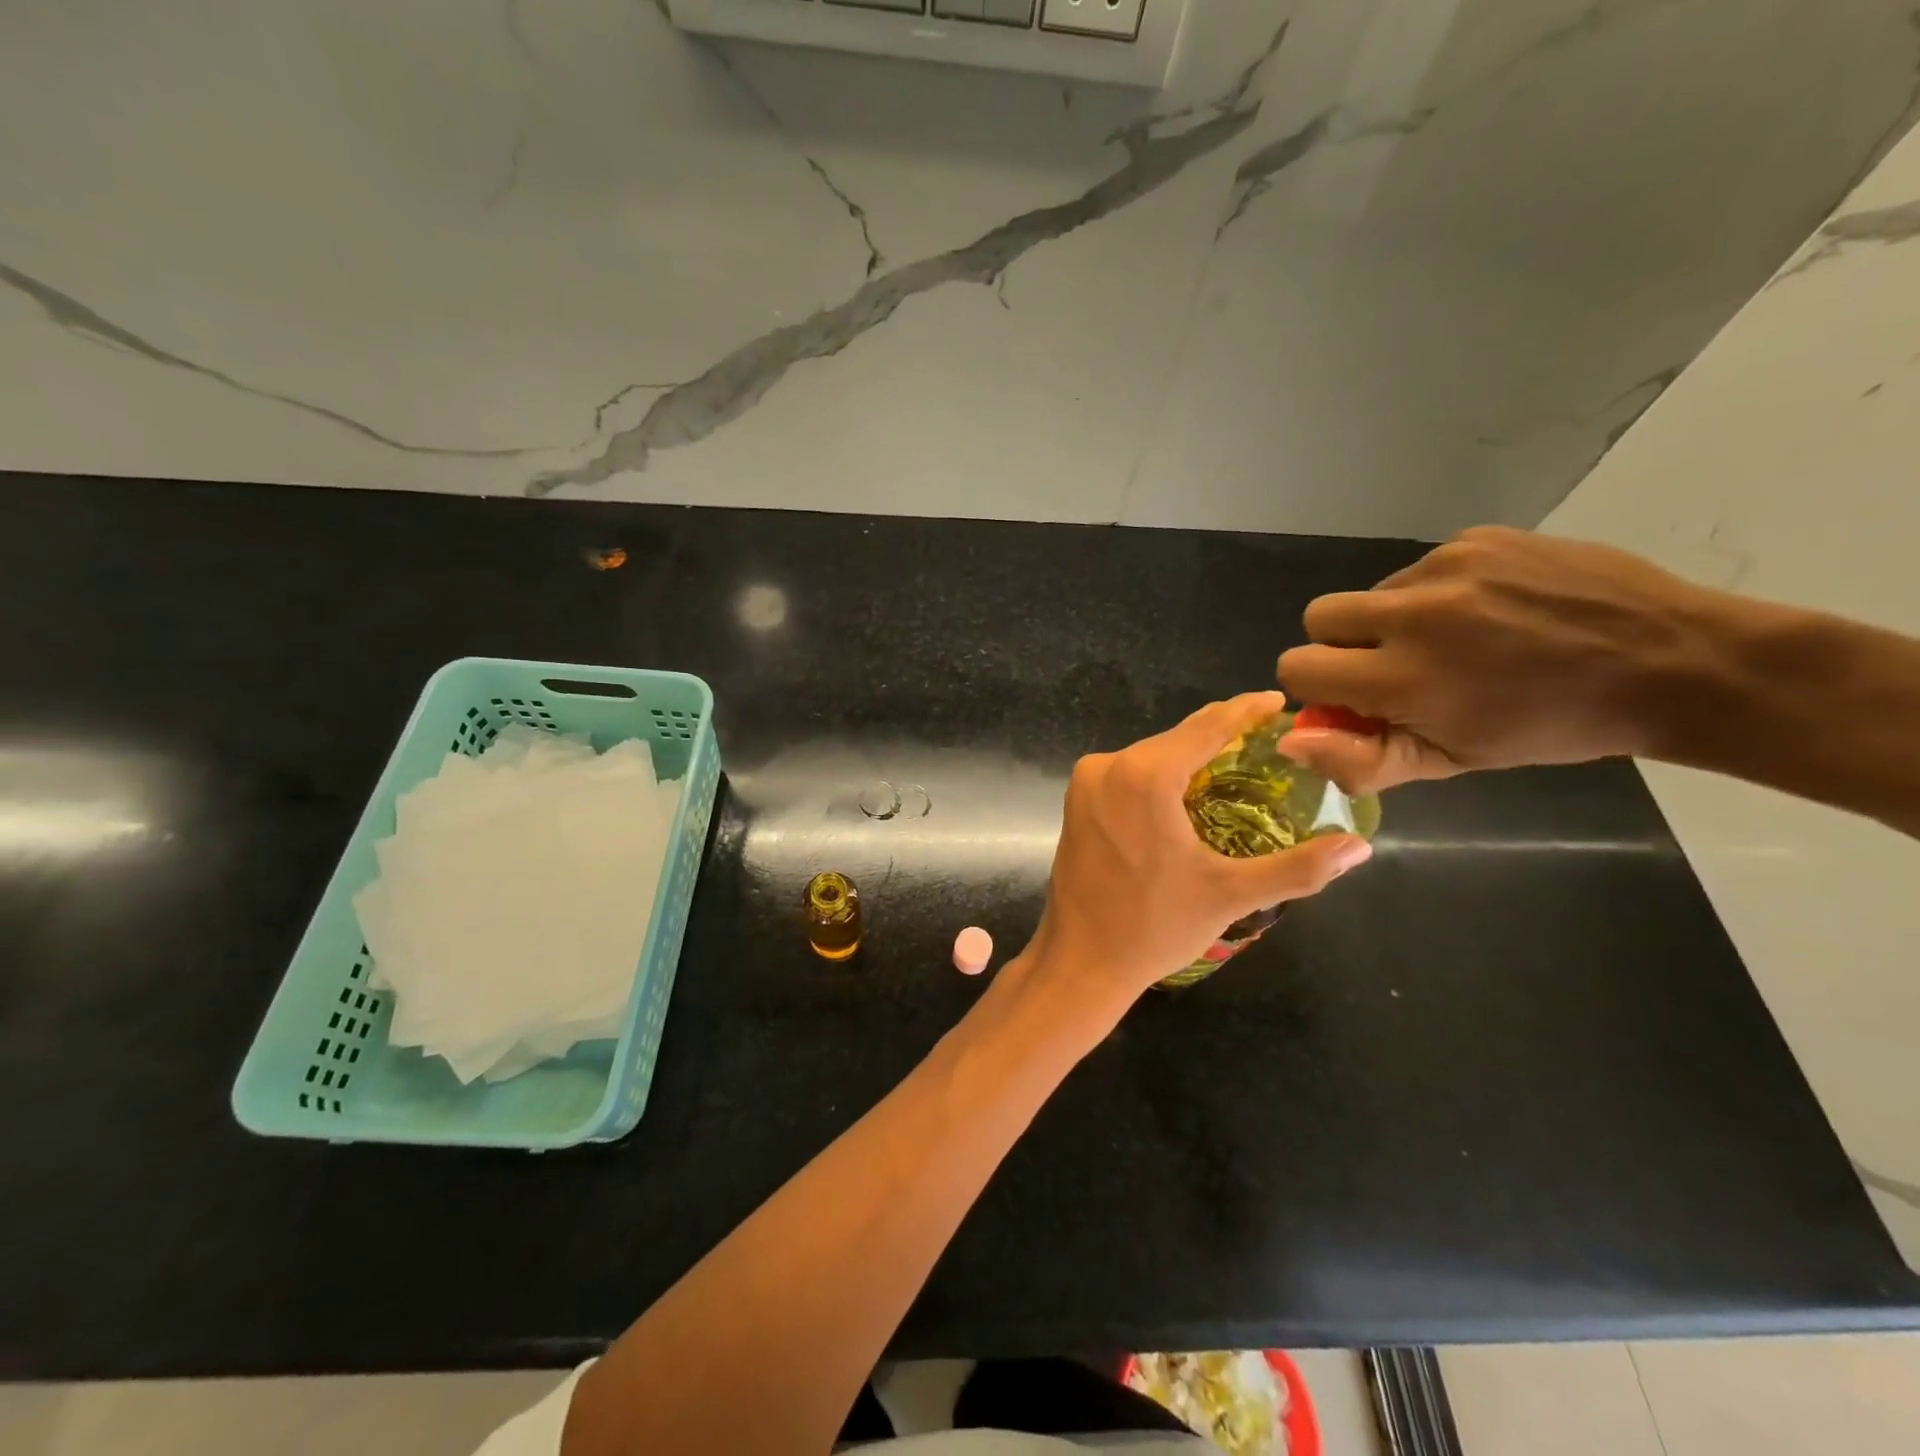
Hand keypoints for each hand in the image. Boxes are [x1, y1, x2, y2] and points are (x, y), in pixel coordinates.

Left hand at [1023, 691, 1372, 1014]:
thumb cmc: (1155, 927)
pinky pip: (1128, 774)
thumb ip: (1299, 868)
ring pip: (1150, 755)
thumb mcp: (1231, 895)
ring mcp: (1086, 783)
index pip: (1207, 727)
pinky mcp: (1076, 802)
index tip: (1277, 702)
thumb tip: (1359, 847)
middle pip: (1177, 738)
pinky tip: (1187, 791)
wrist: (1080, 961)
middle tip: (1268, 739)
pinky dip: (1160, 776)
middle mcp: (1107, 766)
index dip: (1245, 711)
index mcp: (1144, 776)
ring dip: (1190, 757)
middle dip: (1221, 735)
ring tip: (1236, 764)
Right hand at [1275, 526, 1731, 793]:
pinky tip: (1490, 612)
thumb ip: (1359, 759)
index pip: (1297, 666)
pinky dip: (1437, 594)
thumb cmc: (1552, 727)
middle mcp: (1412, 613)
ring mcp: (1447, 566)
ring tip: (1460, 639)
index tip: (1360, 698)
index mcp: (1402, 677)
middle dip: (1342, 645)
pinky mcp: (1478, 537)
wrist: (1673, 663)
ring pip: (1373, 592)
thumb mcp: (1451, 763)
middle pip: (1318, 616)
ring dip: (1393, 620)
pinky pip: (1422, 568)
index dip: (1319, 686)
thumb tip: (1289, 741)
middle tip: (1397, 665)